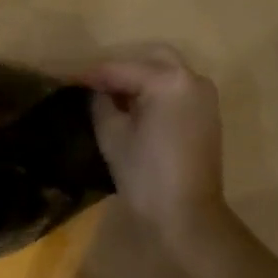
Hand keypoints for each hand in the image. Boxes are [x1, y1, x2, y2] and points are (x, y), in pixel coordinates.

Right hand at [81, 47, 229, 252]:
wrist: (188, 217)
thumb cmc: (146, 176)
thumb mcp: (113, 136)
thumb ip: (101, 103)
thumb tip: (97, 91)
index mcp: (168, 80)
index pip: (122, 69)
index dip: (92, 75)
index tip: (68, 79)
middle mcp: (192, 79)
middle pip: (150, 60)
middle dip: (121, 71)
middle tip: (94, 87)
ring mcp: (205, 96)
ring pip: (166, 73)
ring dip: (140, 80)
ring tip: (112, 97)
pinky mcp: (209, 114)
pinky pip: (178, 90)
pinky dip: (157, 92)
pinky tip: (135, 108)